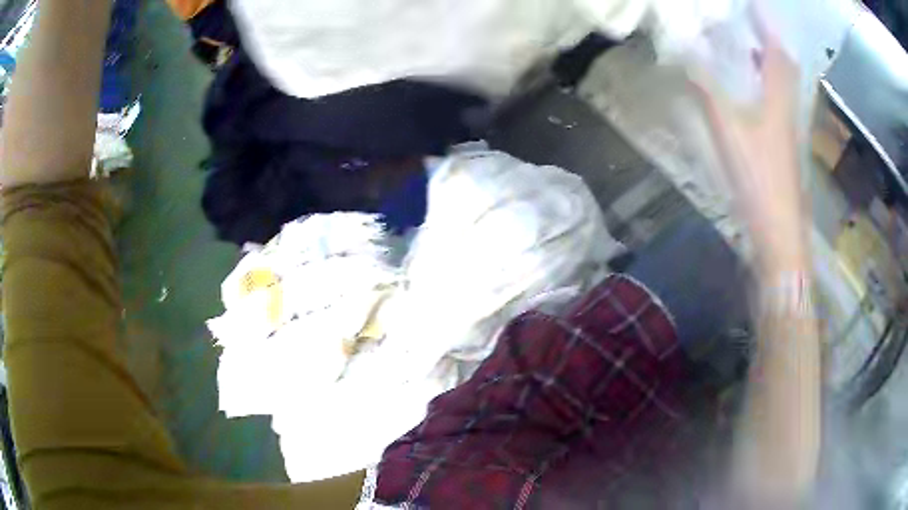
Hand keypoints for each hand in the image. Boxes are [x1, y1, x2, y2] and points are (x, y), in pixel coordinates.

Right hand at [695, 33, 806, 272]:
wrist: (779, 233)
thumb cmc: (759, 179)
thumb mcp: (728, 129)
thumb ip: (706, 88)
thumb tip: (683, 51)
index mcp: (778, 99)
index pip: (777, 51)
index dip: (767, 24)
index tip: (755, 5)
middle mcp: (787, 109)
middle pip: (785, 67)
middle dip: (771, 41)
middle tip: (752, 24)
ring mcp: (787, 130)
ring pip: (783, 86)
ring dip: (769, 62)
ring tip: (749, 47)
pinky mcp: (783, 148)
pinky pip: (777, 104)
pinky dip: (766, 87)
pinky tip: (752, 91)